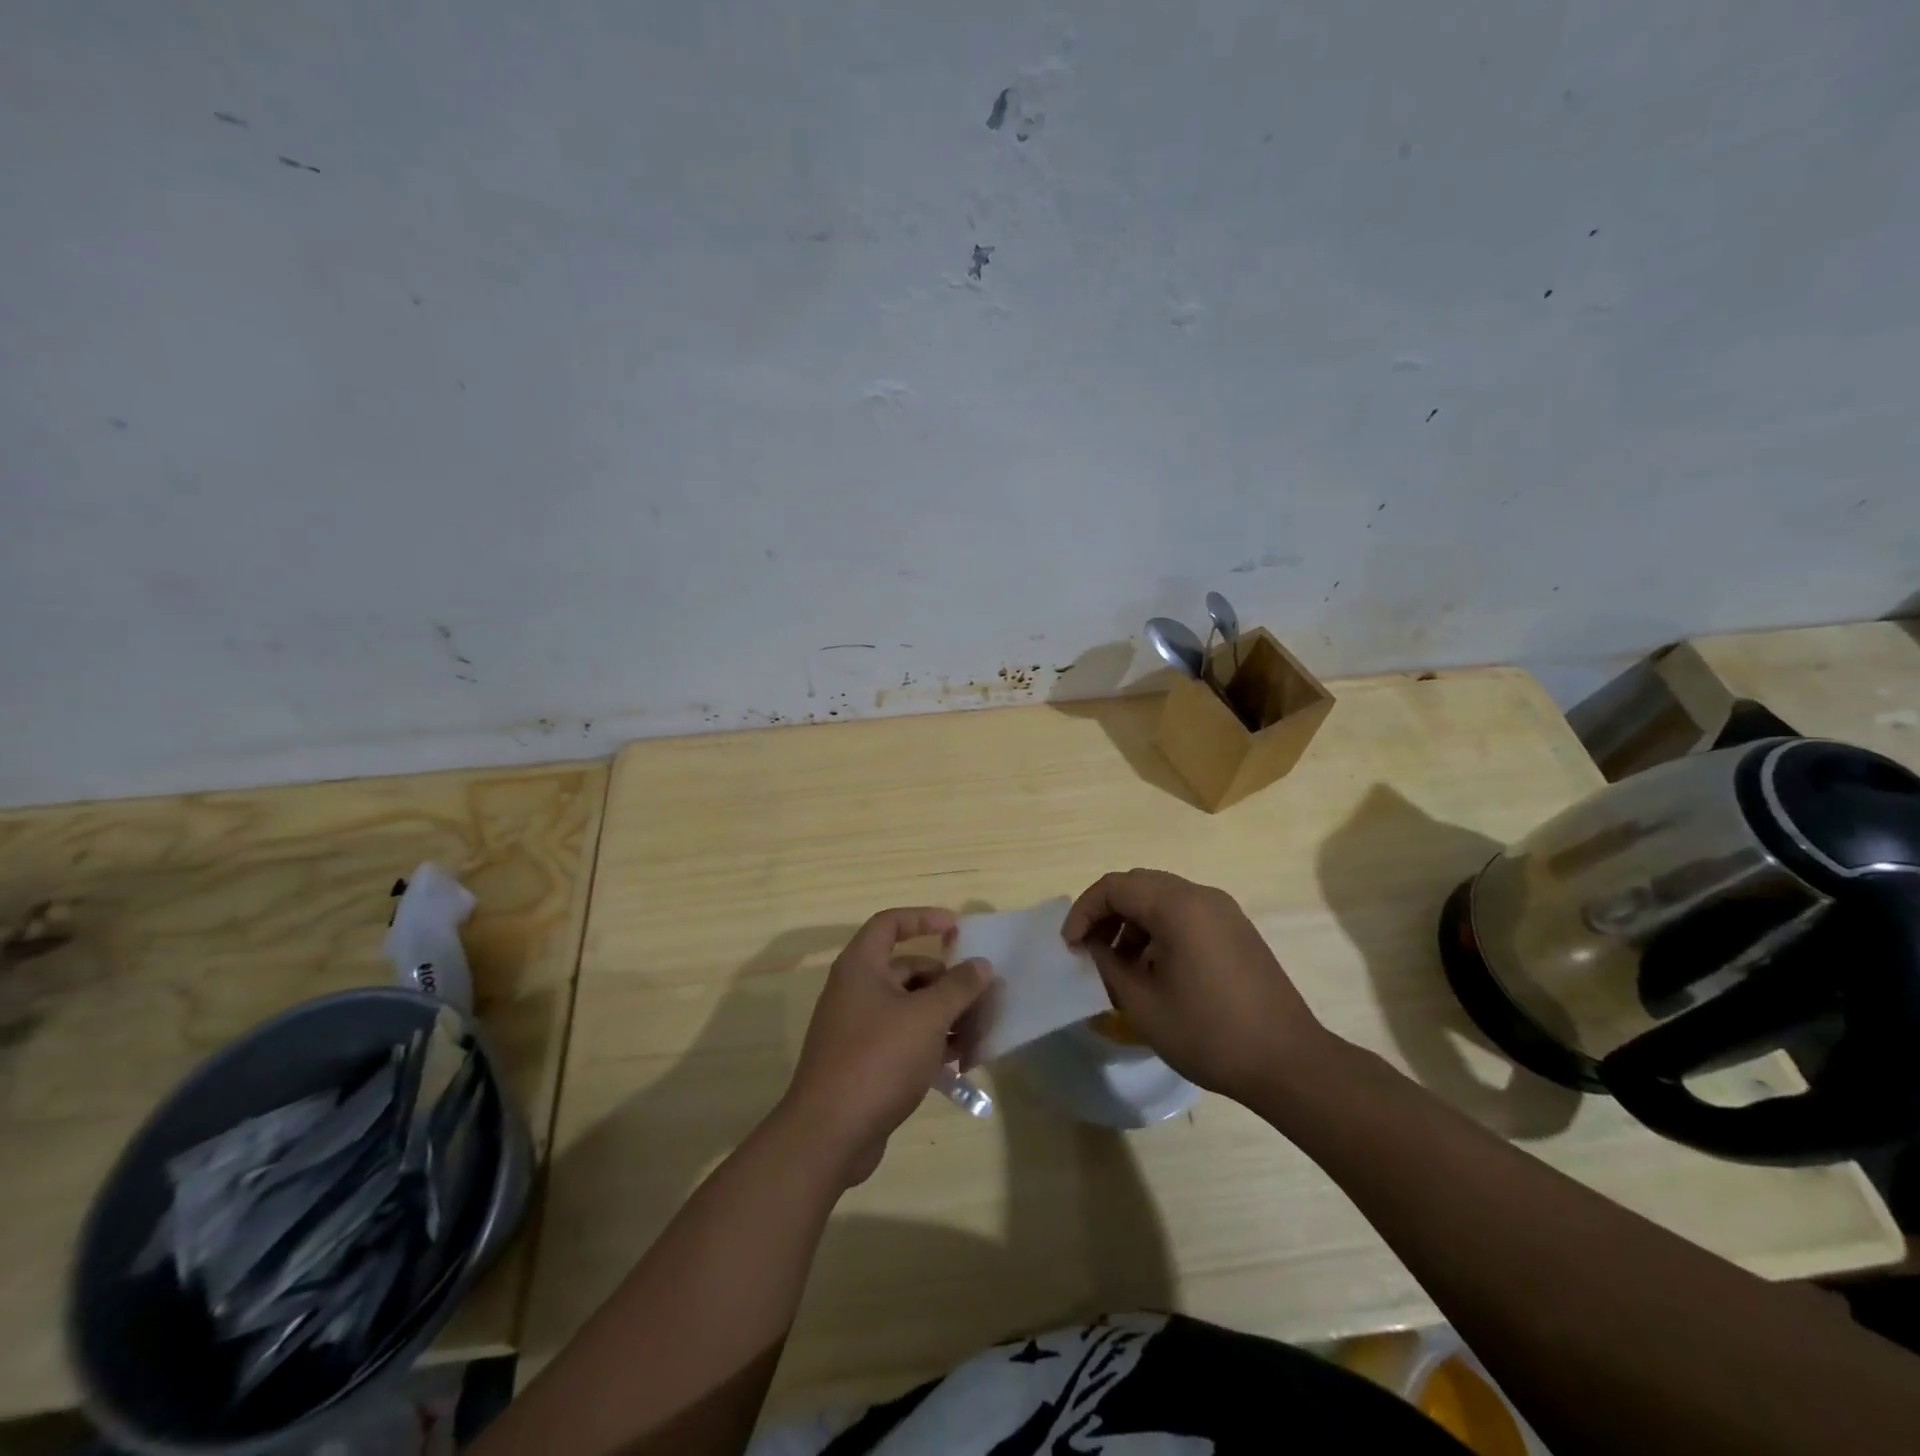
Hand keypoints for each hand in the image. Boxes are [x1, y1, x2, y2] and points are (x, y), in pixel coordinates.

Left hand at [780, 907, 995, 1186]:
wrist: (830, 1133)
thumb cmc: (878, 1058)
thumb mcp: (927, 1017)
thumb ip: (959, 987)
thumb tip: (981, 965)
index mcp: (861, 967)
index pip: (890, 924)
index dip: (923, 918)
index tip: (957, 929)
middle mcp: (856, 990)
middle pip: (908, 969)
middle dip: (948, 981)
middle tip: (983, 997)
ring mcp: (859, 1028)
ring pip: (910, 1007)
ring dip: (946, 1016)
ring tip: (979, 1035)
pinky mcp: (866, 1061)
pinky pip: (905, 1038)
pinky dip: (931, 1043)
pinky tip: (960, 1061)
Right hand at [1063, 869, 1333, 1103]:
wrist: (1288, 1062)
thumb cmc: (1209, 1033)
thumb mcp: (1143, 1004)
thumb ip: (1109, 965)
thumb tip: (1094, 946)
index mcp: (1177, 906)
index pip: (1114, 886)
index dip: (1084, 911)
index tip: (1070, 946)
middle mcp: (1201, 896)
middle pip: (1138, 884)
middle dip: (1106, 912)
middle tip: (1089, 949)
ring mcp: (1224, 911)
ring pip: (1162, 897)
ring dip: (1132, 920)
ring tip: (1119, 963)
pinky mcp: (1236, 929)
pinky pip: (1185, 913)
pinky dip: (1159, 928)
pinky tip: (1153, 967)